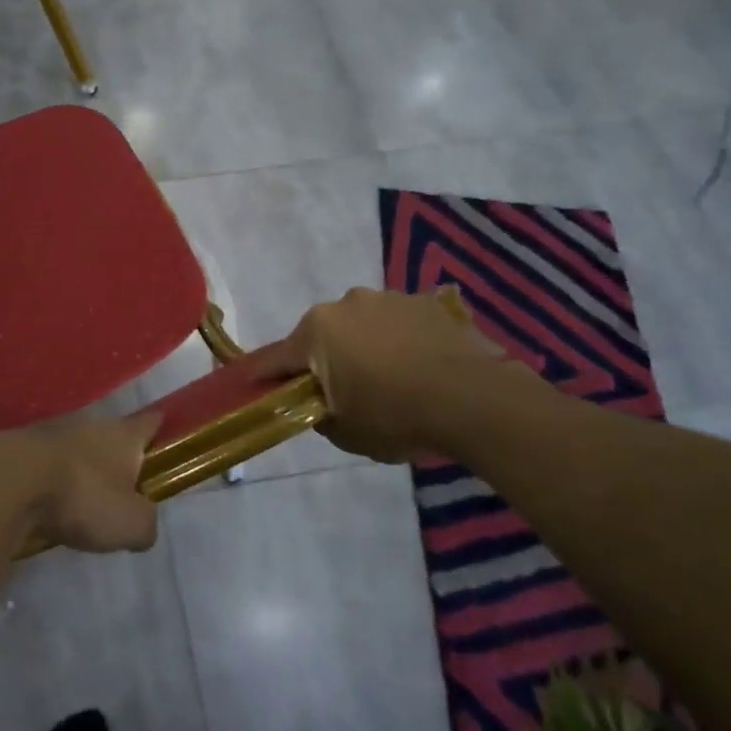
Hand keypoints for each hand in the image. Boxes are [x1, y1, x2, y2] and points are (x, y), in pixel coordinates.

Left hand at [0, 412, 162, 553]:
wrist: (7, 482)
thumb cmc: (82, 496)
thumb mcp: (130, 524)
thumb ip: (145, 524)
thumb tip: (143, 526)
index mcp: (122, 435)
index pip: (149, 422)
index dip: (159, 427)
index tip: (165, 429)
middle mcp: (90, 425)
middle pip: (111, 435)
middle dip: (117, 454)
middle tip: (123, 482)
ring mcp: (51, 433)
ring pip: (76, 448)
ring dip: (80, 467)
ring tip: (84, 496)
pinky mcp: (20, 449)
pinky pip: (46, 464)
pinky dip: (50, 479)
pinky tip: (49, 501)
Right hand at [240, 286, 537, 462]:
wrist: (474, 399)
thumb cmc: (396, 416)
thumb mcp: (345, 432)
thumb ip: (319, 414)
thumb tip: (318, 403)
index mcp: (316, 332)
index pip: (277, 358)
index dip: (266, 376)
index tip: (257, 386)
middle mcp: (345, 304)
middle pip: (322, 336)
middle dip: (326, 359)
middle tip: (345, 391)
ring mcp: (387, 298)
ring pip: (362, 325)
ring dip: (366, 345)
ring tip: (394, 378)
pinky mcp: (425, 302)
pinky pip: (400, 323)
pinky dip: (401, 340)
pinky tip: (422, 367)